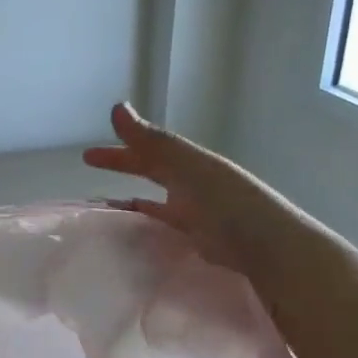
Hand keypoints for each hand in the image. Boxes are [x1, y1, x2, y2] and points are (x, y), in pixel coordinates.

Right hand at [84, 102, 337, 314]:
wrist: (271, 249)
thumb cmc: (228, 203)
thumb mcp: (188, 167)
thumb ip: (152, 142)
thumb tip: (117, 107)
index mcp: (190, 166)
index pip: (148, 153)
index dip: (118, 153)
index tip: (86, 156)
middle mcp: (193, 188)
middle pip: (152, 174)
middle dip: (123, 170)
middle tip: (89, 174)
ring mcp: (197, 218)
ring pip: (156, 205)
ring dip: (131, 205)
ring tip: (102, 212)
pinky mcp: (200, 245)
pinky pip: (164, 232)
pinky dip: (146, 231)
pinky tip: (132, 240)